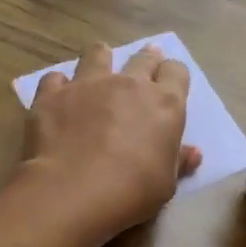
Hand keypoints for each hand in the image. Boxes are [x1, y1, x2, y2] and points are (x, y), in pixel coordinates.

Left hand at [20, 41, 200, 244]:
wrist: (73, 192)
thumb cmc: (132, 192)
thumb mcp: (165, 184)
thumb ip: (178, 162)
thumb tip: (193, 152)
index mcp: (164, 104)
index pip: (176, 72)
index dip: (173, 76)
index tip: (169, 84)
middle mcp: (128, 84)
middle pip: (142, 58)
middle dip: (145, 59)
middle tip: (143, 66)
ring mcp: (87, 84)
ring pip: (97, 55)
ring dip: (101, 58)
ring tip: (100, 64)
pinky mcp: (52, 94)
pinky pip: (56, 78)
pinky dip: (59, 84)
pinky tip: (58, 96)